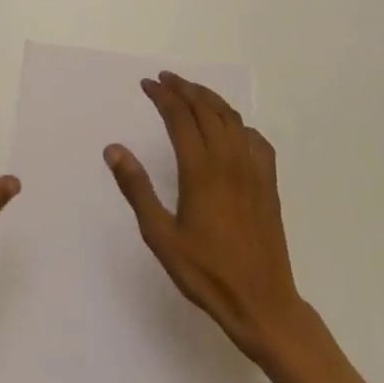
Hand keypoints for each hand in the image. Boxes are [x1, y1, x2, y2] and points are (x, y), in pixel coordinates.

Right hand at [105, 72, 304, 365]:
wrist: (262, 303)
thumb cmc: (205, 272)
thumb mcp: (160, 235)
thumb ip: (137, 189)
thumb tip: (114, 149)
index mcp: (200, 170)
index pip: (179, 116)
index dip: (162, 95)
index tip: (147, 84)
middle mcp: (229, 160)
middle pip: (206, 109)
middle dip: (184, 89)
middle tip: (165, 79)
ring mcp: (254, 170)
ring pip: (232, 118)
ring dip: (210, 99)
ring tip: (191, 92)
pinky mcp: (269, 184)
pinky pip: (256, 139)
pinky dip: (238, 123)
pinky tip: (231, 129)